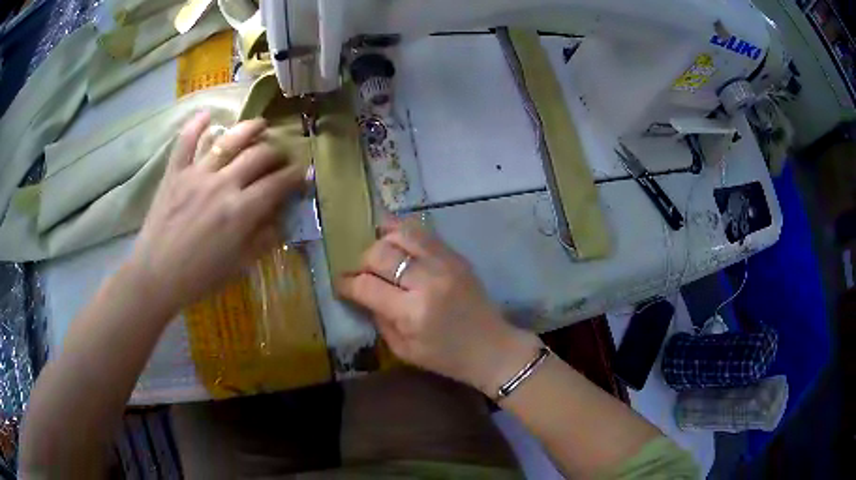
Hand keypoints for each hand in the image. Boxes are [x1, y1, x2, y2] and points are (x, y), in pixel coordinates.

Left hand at [127, 111, 307, 313]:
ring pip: (229, 140)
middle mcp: (223, 184)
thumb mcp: (238, 266)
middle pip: (258, 155)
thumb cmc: (199, 277)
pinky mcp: (175, 172)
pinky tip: (207, 114)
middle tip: (281, 156)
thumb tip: (281, 220)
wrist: (156, 276)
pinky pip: (186, 142)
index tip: (303, 173)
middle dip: (277, 152)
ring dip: (249, 128)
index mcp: (241, 211)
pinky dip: (196, 125)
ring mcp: (197, 174)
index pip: (278, 184)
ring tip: (260, 124)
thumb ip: (263, 240)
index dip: (295, 176)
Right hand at [335, 220, 541, 395]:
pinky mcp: (457, 256)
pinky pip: (424, 233)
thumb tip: (362, 292)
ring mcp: (445, 264)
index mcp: (413, 312)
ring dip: (383, 241)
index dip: (347, 282)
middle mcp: (428, 281)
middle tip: (362, 272)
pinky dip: (403, 231)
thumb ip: (379, 319)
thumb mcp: (404, 350)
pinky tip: (394, 236)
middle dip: (363, 261)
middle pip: (381, 253)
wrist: (492, 348)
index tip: (340, 283)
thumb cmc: (446, 357)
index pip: (367, 285)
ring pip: (402, 234)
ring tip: (379, 253)